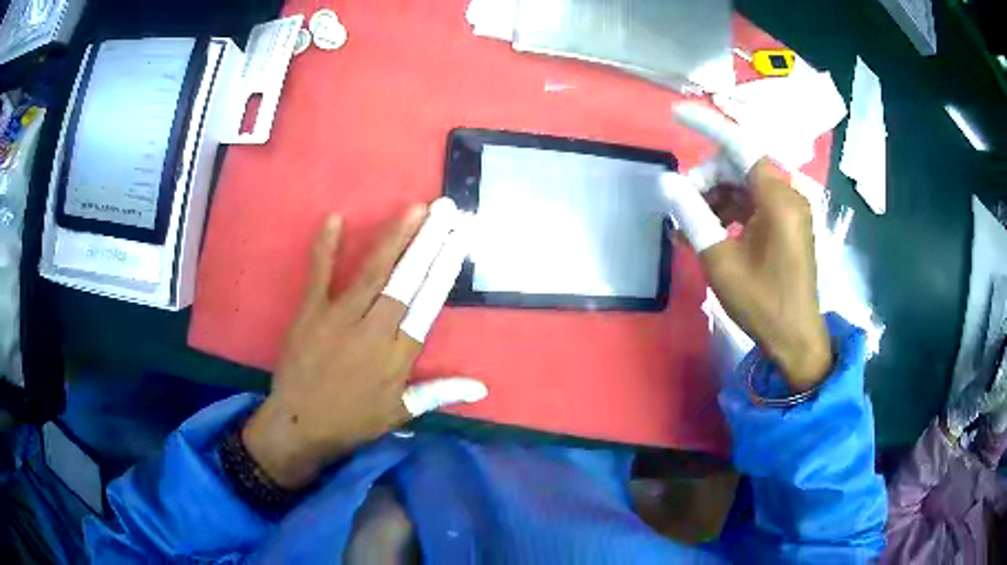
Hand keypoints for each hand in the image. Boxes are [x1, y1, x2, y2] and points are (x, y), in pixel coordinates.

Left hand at [243, 200, 486, 489]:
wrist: (301, 424)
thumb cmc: (354, 420)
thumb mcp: (402, 412)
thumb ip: (440, 392)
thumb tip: (482, 387)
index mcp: (398, 354)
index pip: (428, 303)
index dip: (445, 269)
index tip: (459, 241)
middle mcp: (374, 330)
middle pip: (406, 279)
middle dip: (428, 242)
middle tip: (445, 211)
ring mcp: (339, 317)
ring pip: (372, 271)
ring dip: (394, 238)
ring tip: (415, 210)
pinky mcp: (310, 312)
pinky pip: (319, 274)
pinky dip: (325, 247)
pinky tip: (335, 219)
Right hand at [664, 104, 831, 391]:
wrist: (796, 340)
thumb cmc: (762, 303)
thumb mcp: (721, 260)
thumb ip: (693, 215)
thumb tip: (666, 181)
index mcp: (777, 198)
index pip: (739, 145)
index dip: (706, 125)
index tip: (676, 113)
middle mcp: (788, 194)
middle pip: (738, 165)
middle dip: (706, 178)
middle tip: (682, 207)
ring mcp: (790, 210)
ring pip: (744, 184)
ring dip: (716, 197)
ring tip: (692, 226)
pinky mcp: (788, 224)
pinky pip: (754, 202)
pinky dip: (731, 210)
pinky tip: (713, 232)